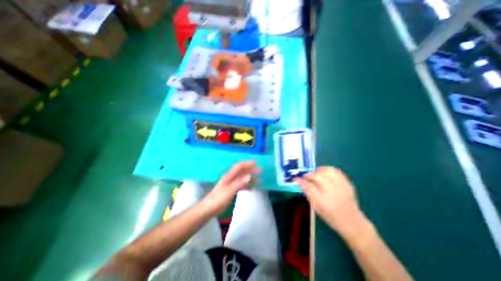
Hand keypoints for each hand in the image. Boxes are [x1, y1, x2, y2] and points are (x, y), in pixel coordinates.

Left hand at [201, 160, 260, 214]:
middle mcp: (231, 178)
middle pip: (242, 171)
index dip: (247, 163)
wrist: (209, 208)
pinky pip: (241, 185)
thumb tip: (249, 175)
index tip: (256, 163)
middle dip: (251, 170)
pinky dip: (246, 185)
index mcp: (229, 176)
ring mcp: (231, 184)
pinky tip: (251, 189)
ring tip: (258, 181)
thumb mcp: (229, 190)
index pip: (239, 166)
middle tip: (260, 171)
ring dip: (250, 178)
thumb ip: (239, 182)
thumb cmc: (219, 199)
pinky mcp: (231, 190)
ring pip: (242, 178)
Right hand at [294, 167, 365, 238]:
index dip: (300, 180)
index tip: (295, 178)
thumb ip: (308, 193)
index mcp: (322, 201)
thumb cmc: (331, 216)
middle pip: (316, 176)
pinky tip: (325, 174)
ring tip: (315, 174)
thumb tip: (301, 183)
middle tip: (305, 176)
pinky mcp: (347, 183)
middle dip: (308, 174)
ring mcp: (341, 186)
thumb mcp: (316, 208)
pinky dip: (328, 170)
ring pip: (327, 170)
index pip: (308, 186)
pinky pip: (336, 171)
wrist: (352, 221)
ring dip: (318, 170)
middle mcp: (332, 191)